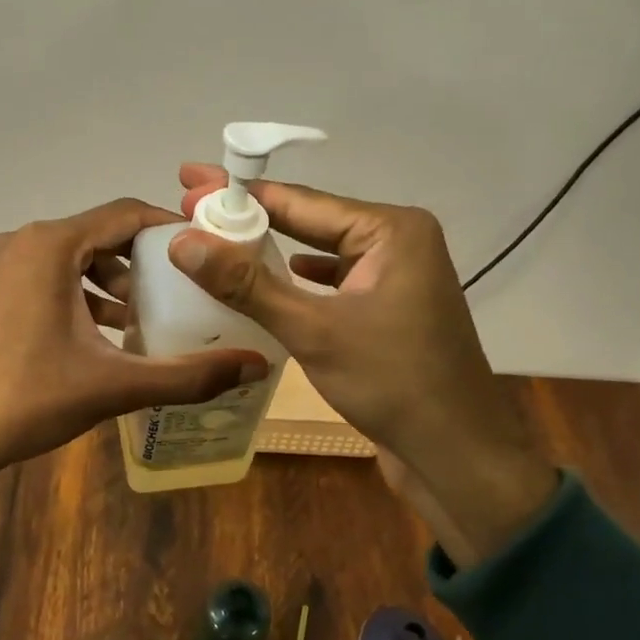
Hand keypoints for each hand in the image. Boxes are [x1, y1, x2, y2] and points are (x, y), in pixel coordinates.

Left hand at [0, 198, 269, 515]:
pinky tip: (104, 337)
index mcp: (50, 245)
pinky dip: (81, 295)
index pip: (126, 213)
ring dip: (113, 283)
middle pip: (100, 234)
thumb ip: (188, 375)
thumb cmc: (28, 400)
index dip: (171, 228)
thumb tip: (255, 366)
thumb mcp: (115, 385)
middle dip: (144, 262)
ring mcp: (1, 265)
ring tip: (146, 320)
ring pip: (74, 257)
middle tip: (183, 293)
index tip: (207, 251)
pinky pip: (49, 276)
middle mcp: (23, 242)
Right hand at [170, 167, 556, 563]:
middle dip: (250, 219)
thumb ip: (247, 285)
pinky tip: (265, 286)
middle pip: (309, 222)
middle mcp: (397, 243)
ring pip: (319, 255)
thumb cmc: (393, 383)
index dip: (239, 195)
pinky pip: (331, 285)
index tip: (191, 183)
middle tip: (191, 206)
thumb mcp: (314, 330)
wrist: (457, 455)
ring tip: (216, 242)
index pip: (301, 201)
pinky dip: (296, 284)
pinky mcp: (387, 312)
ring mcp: (395, 279)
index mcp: (391, 230)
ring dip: (270, 252)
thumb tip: (182, 242)